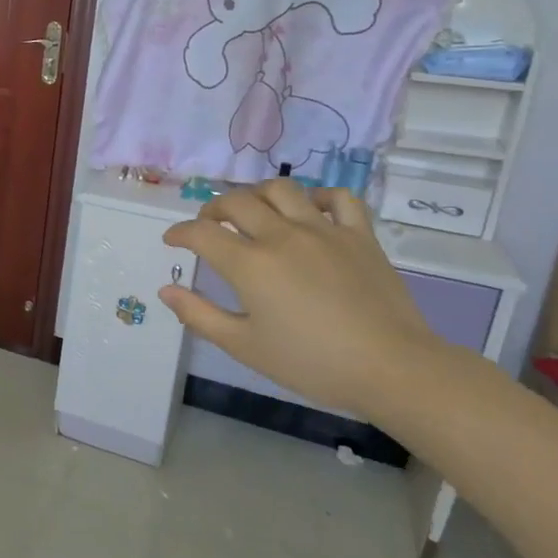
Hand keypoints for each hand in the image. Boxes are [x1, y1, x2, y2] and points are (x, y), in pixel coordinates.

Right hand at [159, 181, 450, 417]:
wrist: (391, 368)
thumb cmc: (311, 363)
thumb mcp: (244, 347)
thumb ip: (200, 316)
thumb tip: (166, 291)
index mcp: (250, 264)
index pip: (201, 233)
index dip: (180, 233)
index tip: (173, 240)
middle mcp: (282, 236)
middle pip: (237, 202)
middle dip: (213, 208)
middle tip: (209, 225)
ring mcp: (323, 230)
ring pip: (282, 189)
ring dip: (258, 195)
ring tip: (253, 211)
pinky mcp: (359, 235)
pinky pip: (338, 198)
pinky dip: (318, 197)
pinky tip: (309, 210)